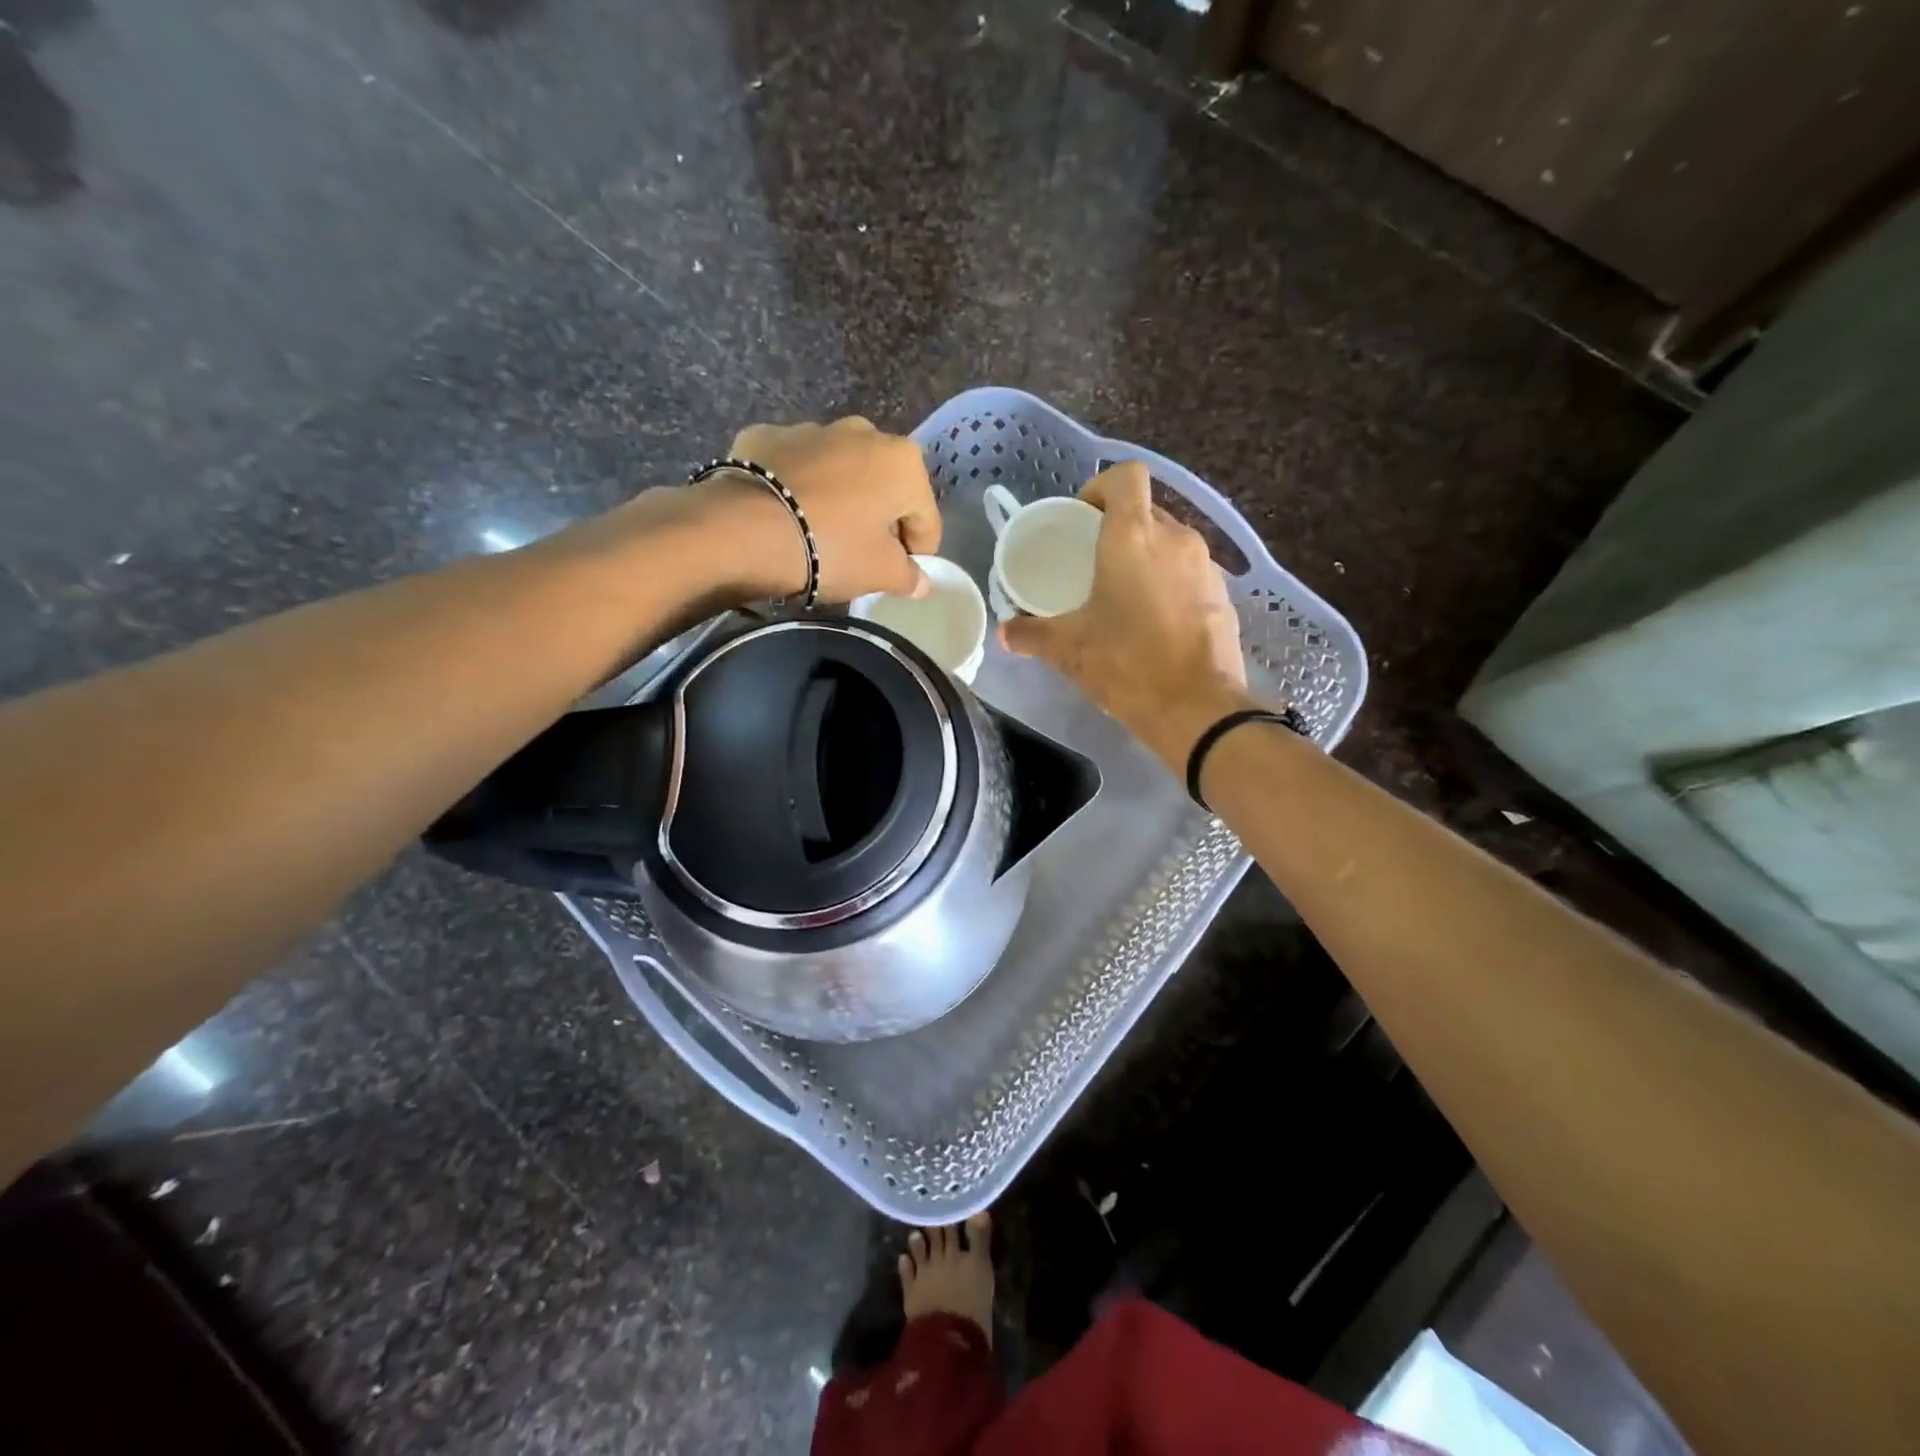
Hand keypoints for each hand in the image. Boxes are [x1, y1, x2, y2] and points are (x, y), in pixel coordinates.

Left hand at [716, 417, 941, 602]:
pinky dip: (797, 488)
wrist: (743, 529)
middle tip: (861, 557)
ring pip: (840, 473)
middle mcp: (863, 432)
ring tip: (819, 537)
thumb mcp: (879, 573)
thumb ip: (908, 576)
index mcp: (902, 462)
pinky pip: (795, 467)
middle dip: (880, 520)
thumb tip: (920, 581)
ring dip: (840, 500)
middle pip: (885, 488)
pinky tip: (784, 516)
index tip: (900, 577)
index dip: (918, 554)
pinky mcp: (766, 436)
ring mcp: (811, 429)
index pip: (926, 518)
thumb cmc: (830, 548)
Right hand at [1000, 463, 1249, 770]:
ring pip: (1170, 542)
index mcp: (1133, 537)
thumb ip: (1031, 634)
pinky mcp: (1223, 594)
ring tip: (1124, 593)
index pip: (1126, 476)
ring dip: (1147, 556)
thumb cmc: (1125, 664)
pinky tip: (1155, 619)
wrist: (1195, 708)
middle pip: (1146, 509)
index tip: (1082, 518)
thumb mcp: (1068, 650)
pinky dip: (1171, 583)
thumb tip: (1005, 632)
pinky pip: (1190, 572)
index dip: (1101, 487)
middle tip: (1094, 562)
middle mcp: (1175, 538)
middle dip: (1119, 527)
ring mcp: (1205, 566)